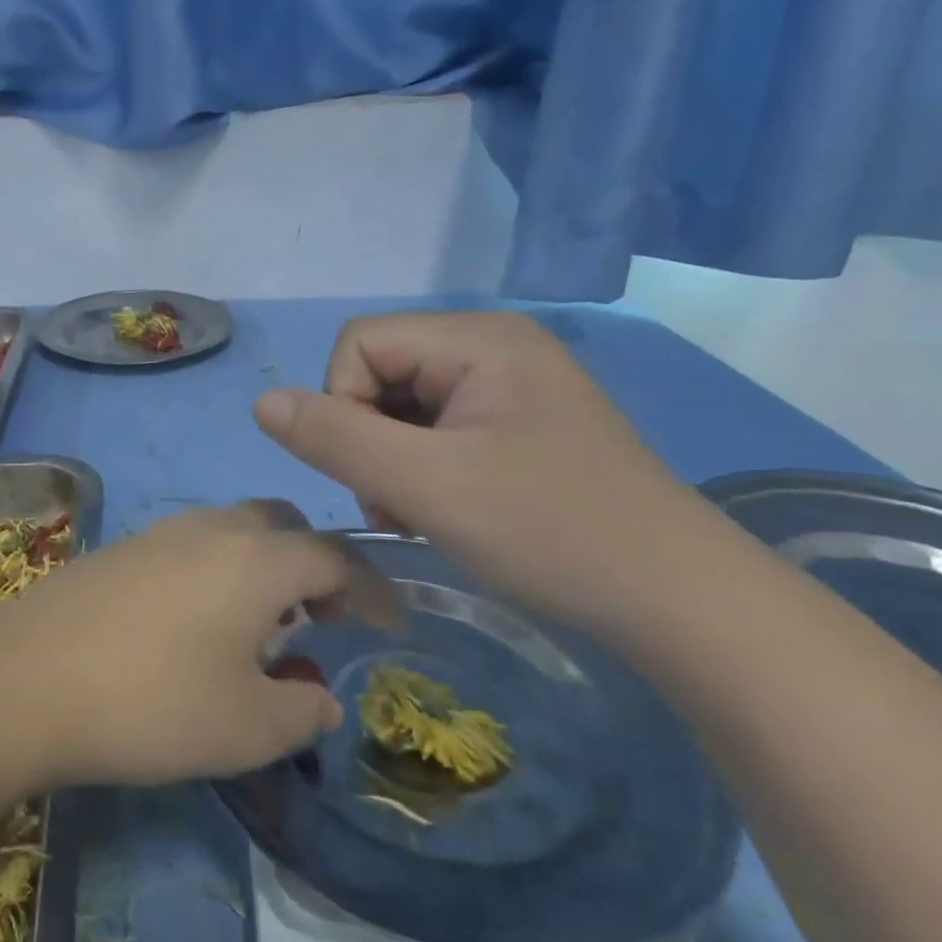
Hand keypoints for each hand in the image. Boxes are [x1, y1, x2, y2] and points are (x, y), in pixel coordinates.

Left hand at [0, 503, 348, 787]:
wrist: (28, 676)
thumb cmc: (153, 701)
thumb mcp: (248, 728)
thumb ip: (301, 709)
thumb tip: (319, 694)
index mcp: (259, 558)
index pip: (337, 556)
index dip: (372, 589)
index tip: (388, 626)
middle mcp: (214, 528)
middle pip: (283, 524)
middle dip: (314, 564)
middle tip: (319, 616)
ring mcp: (161, 533)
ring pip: (234, 530)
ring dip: (263, 565)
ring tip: (260, 625)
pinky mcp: (122, 548)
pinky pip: (192, 545)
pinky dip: (218, 570)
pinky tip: (197, 623)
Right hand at [253, 311, 714, 627]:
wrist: (679, 603)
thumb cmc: (550, 533)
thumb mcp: (426, 486)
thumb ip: (335, 438)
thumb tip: (262, 402)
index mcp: (477, 338)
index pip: (358, 343)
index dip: (343, 405)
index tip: (378, 472)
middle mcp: (492, 345)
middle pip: (379, 371)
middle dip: (369, 438)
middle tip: (402, 503)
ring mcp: (509, 383)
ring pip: (401, 403)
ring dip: (391, 459)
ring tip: (424, 512)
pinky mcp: (518, 421)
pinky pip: (436, 425)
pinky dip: (422, 466)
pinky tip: (447, 507)